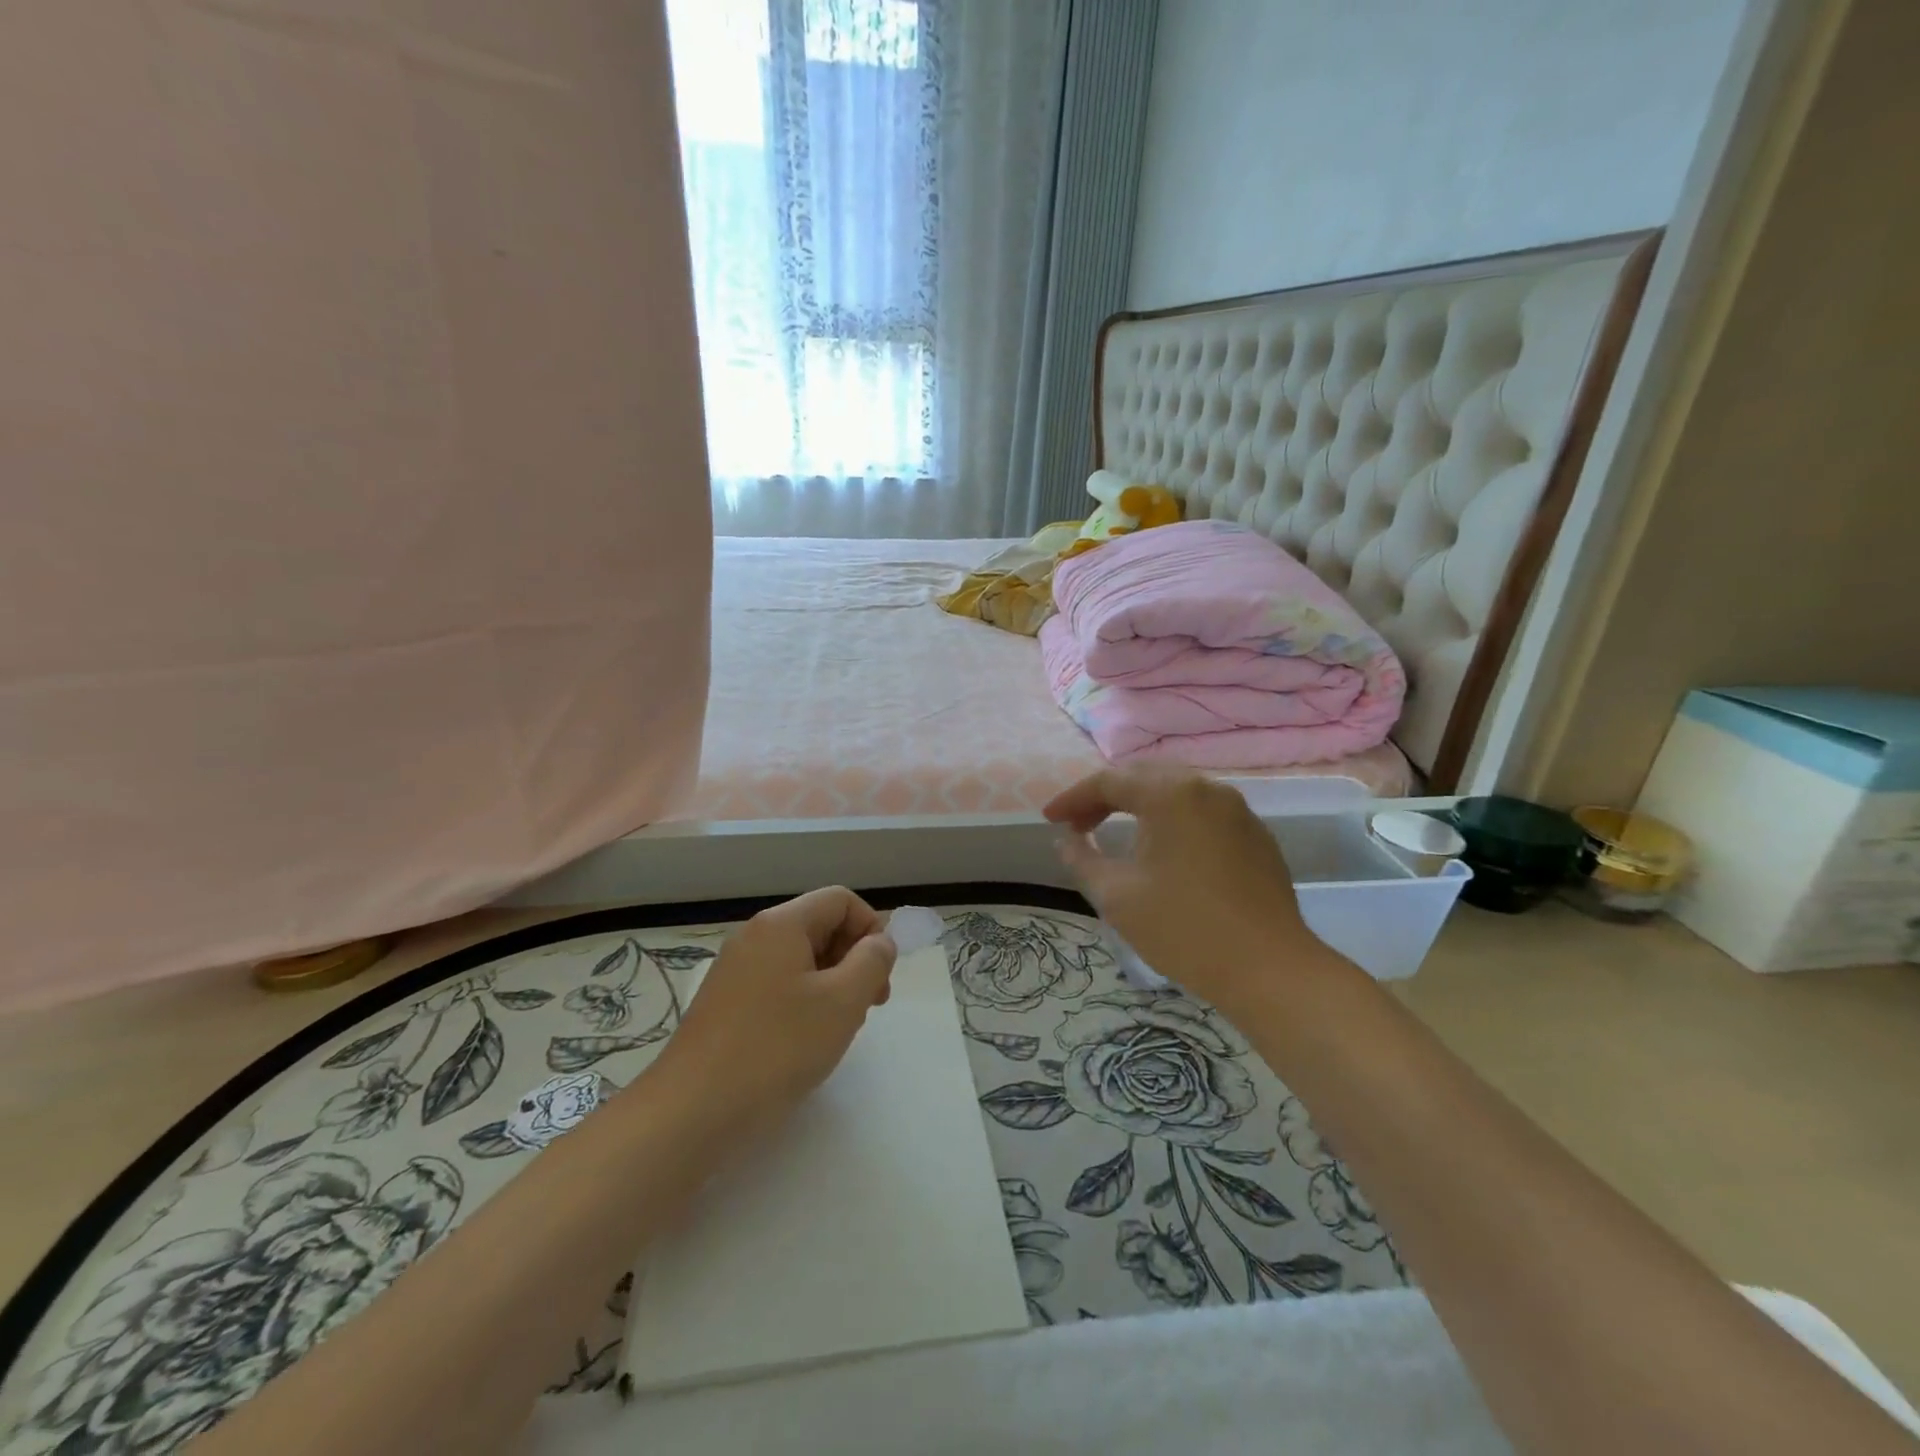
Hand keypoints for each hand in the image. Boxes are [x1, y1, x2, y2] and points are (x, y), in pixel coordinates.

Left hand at [657, 887, 897, 1116]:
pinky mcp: (725, 1003)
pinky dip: (803, 1002)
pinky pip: (778, 984)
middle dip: (854, 958)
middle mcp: (755, 936)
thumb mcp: (843, 1002)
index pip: (841, 900)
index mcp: (782, 923)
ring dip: (832, 984)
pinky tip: (805, 1042)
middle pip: (820, 926)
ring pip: (801, 959)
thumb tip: (879, 942)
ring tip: (838, 1028)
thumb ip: (872, 961)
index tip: (880, 975)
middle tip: (869, 1006)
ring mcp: (735, 970)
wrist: (692, 1111)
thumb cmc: (777, 1048)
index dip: (871, 929)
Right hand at [1045, 768, 1332, 1015]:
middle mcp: (1207, 789)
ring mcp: (1238, 810)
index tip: (1050, 820)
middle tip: (1078, 825)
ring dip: (1140, 805)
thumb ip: (1082, 858)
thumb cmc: (1183, 929)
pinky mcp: (1256, 836)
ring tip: (1115, 831)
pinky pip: (1203, 812)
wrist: (1268, 970)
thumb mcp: (1116, 895)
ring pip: (1176, 791)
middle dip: (1105, 796)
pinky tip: (1162, 848)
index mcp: (1171, 794)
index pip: (1109, 781)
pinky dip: (1172, 819)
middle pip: (1144, 777)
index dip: (1073, 799)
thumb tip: (1065, 839)